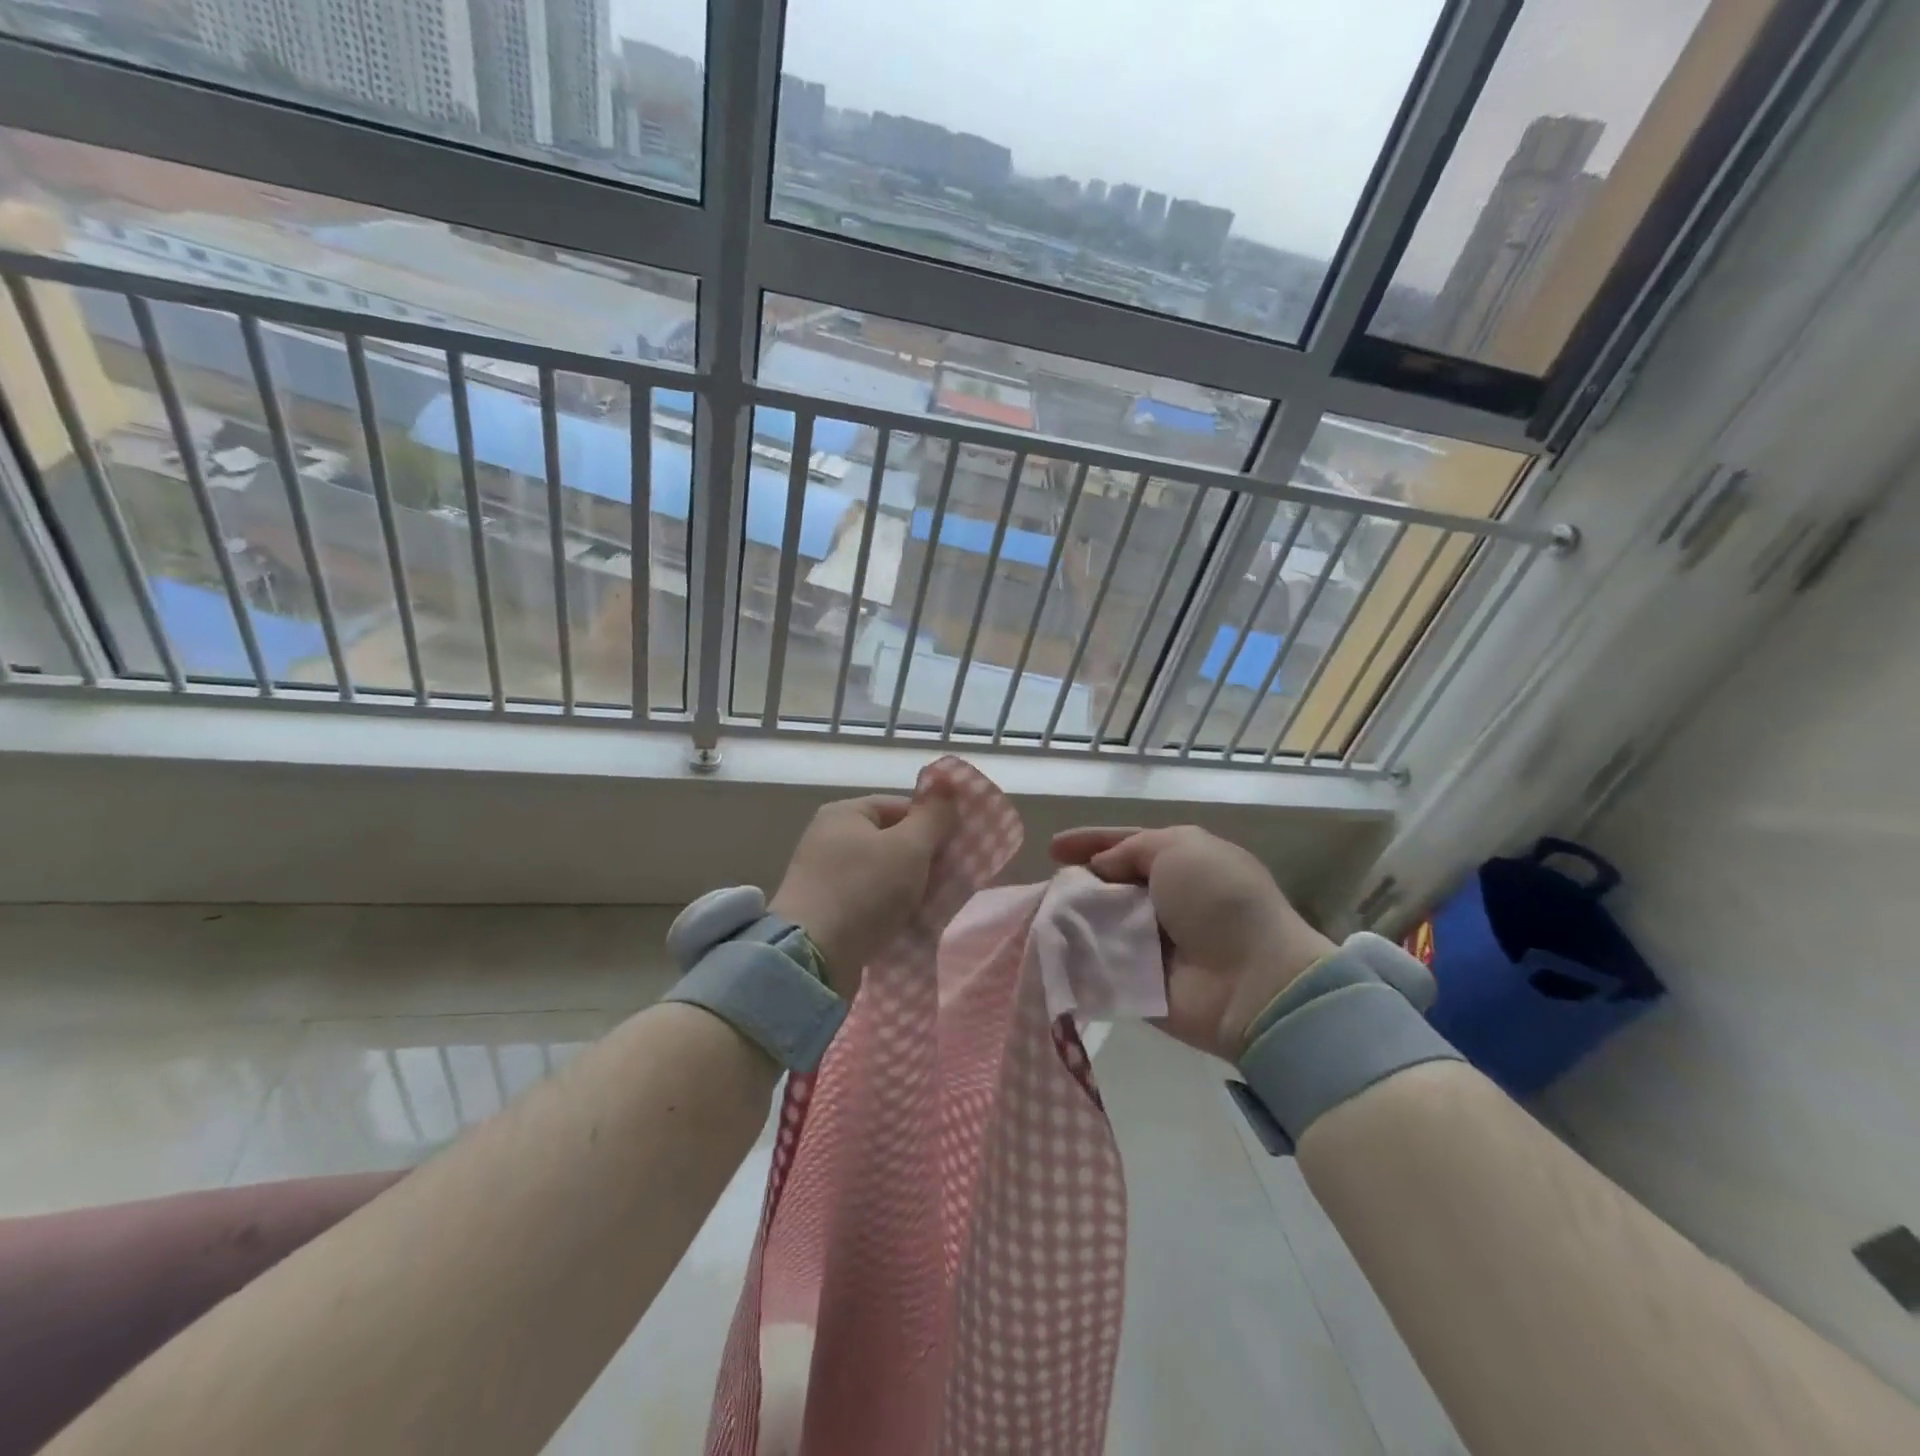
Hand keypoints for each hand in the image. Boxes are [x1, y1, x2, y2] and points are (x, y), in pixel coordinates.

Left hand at [771, 790, 957, 996]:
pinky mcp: (825, 911)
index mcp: (844, 813)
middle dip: (923, 859)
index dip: (931, 824)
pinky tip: (907, 922)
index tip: (956, 849)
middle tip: (949, 879)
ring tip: (932, 903)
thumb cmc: (864, 890)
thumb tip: (948, 783)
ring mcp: (823, 876)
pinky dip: (889, 909)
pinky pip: (868, 901)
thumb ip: (933, 816)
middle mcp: (828, 838)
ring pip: (882, 873)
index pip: (900, 806)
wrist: (813, 958)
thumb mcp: (909, 847)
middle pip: (891, 840)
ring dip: (909, 887)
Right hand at [1051, 825, 1335, 1061]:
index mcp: (1182, 864)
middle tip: (1046, 885)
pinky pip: (1097, 964)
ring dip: (1071, 918)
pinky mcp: (1137, 983)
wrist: (1253, 982)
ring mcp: (1151, 945)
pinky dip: (1074, 955)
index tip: (1051, 848)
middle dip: (1076, 882)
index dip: (1089, 843)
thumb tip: (1101, 869)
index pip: (1125, 846)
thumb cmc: (1219, 901)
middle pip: (1107, 885)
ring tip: (1039, 915)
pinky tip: (1045, 947)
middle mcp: (1165, 901)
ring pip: (1098, 923)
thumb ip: (1131, 849)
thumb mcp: (1180, 847)